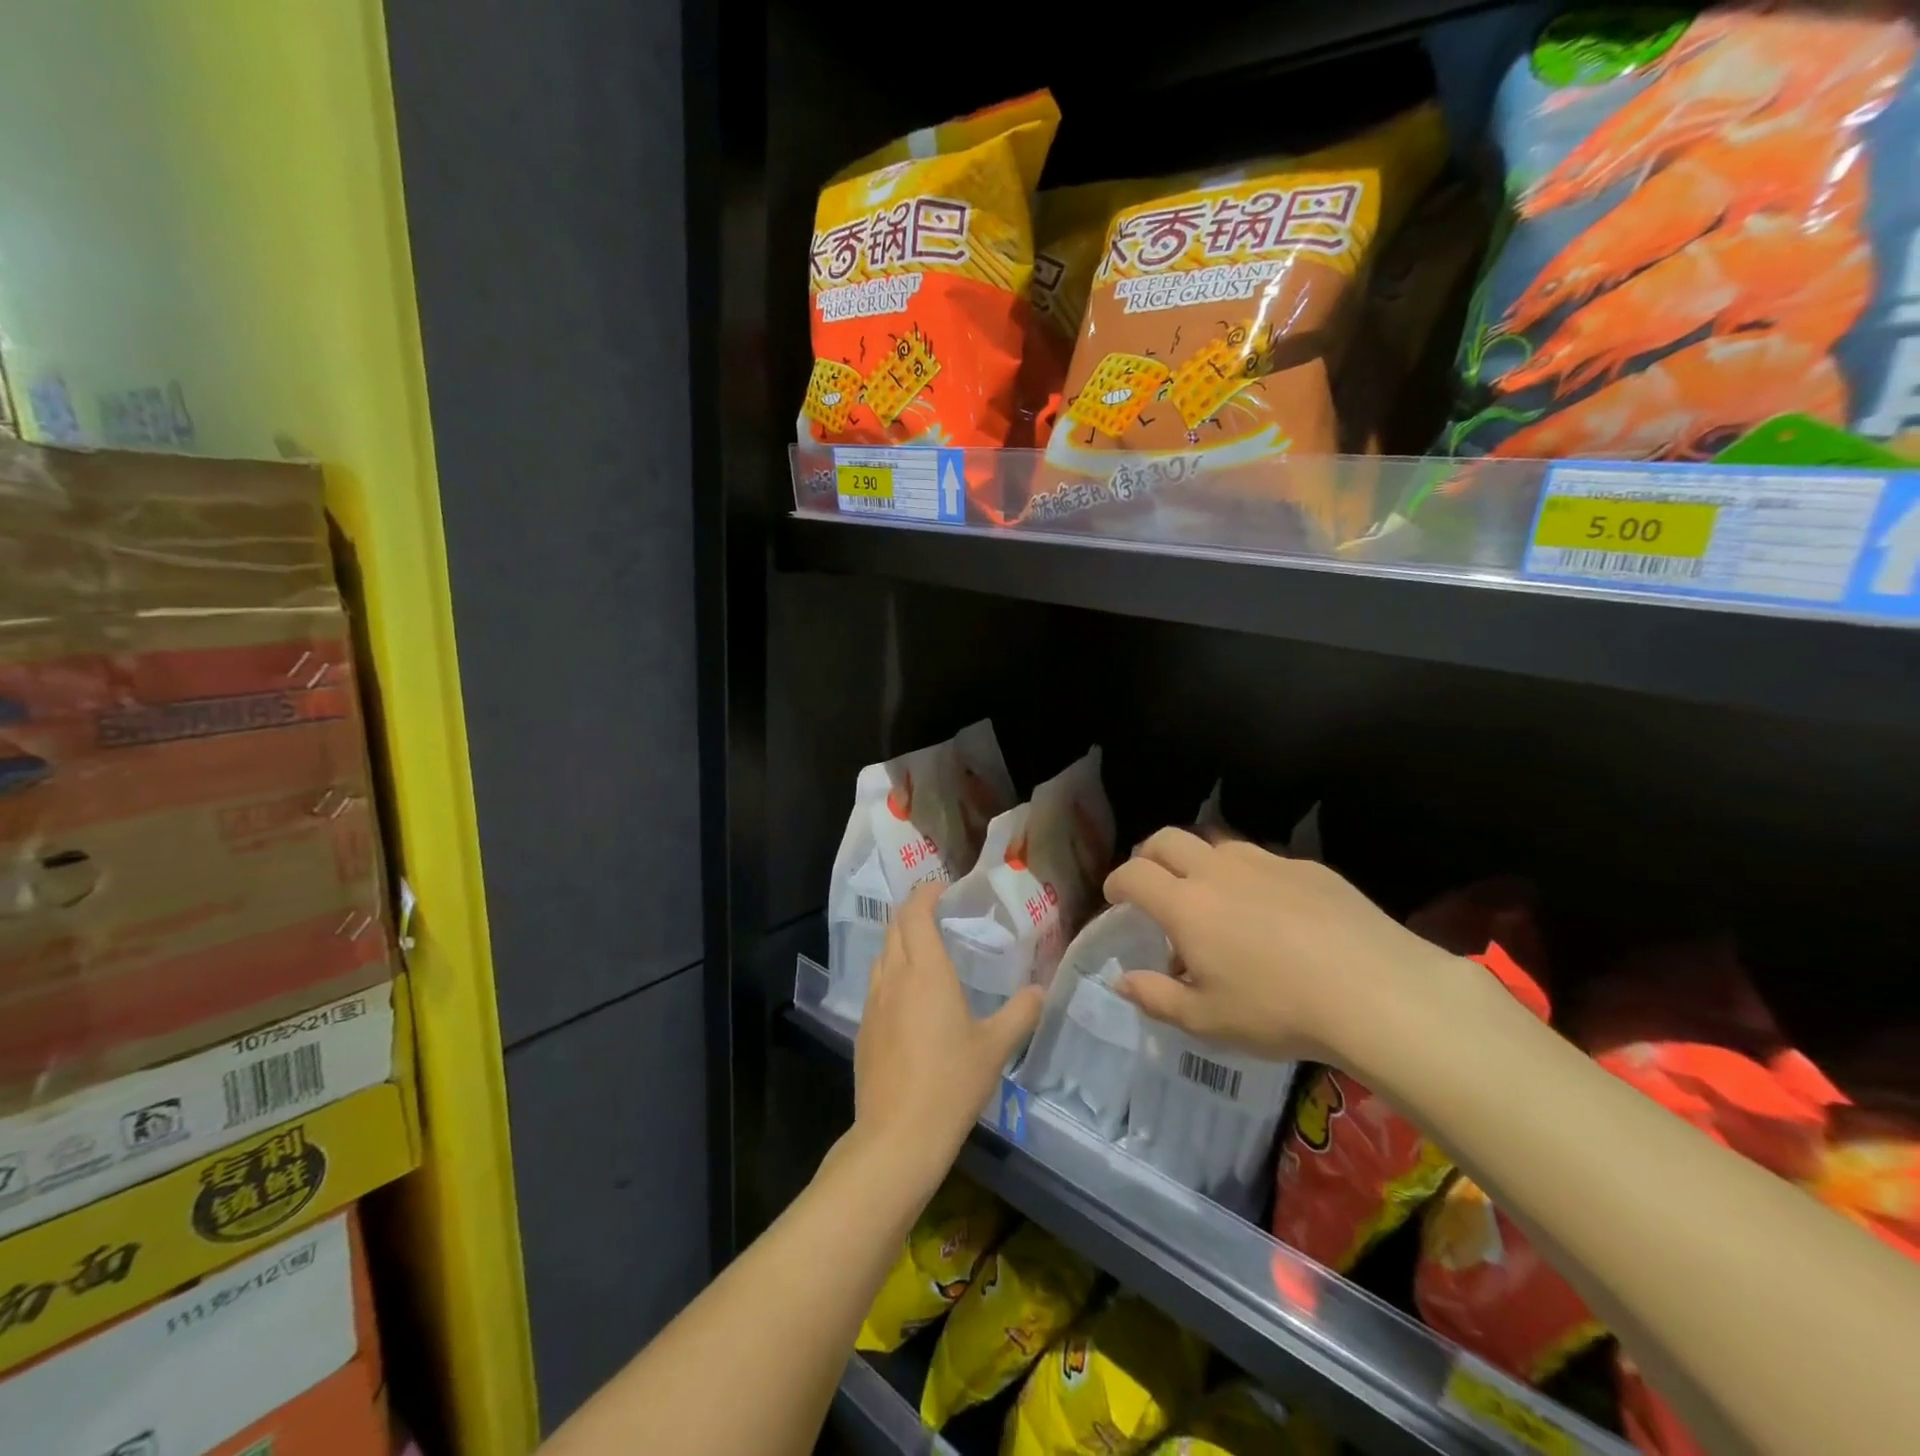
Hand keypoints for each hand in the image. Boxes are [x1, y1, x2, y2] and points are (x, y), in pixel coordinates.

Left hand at [853, 883, 1042, 1178]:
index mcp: (925, 970)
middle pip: (895, 927)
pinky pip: (876, 984)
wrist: (898, 1135)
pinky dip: (891, 972)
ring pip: (882, 954)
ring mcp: (873, 1003)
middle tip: (938, 913)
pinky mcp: (864, 1029)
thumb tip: (1041, 990)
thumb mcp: (995, 1047)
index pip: (916, 912)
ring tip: (925, 948)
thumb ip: (1021, 1013)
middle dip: (913, 911)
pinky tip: (909, 996)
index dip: (926, 893)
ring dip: (899, 940)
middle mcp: (894, 977)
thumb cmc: (951, 1082)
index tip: (943, 888)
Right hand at [1102, 828, 1461, 1069]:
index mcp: (1185, 905)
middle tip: (1153, 884)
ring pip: (1216, 844)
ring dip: (1200, 862)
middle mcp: (1217, 870)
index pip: (1133, 874)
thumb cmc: (1278, 1010)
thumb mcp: (1207, 1020)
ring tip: (1214, 898)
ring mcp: (1265, 862)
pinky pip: (1263, 860)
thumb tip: (1121, 980)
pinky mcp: (1307, 867)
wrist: (1376, 991)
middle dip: (1148, 855)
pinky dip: (1249, 876)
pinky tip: (1273, 912)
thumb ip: (1156, 997)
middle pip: (1167, 839)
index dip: (1117, 882)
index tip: (1116, 898)